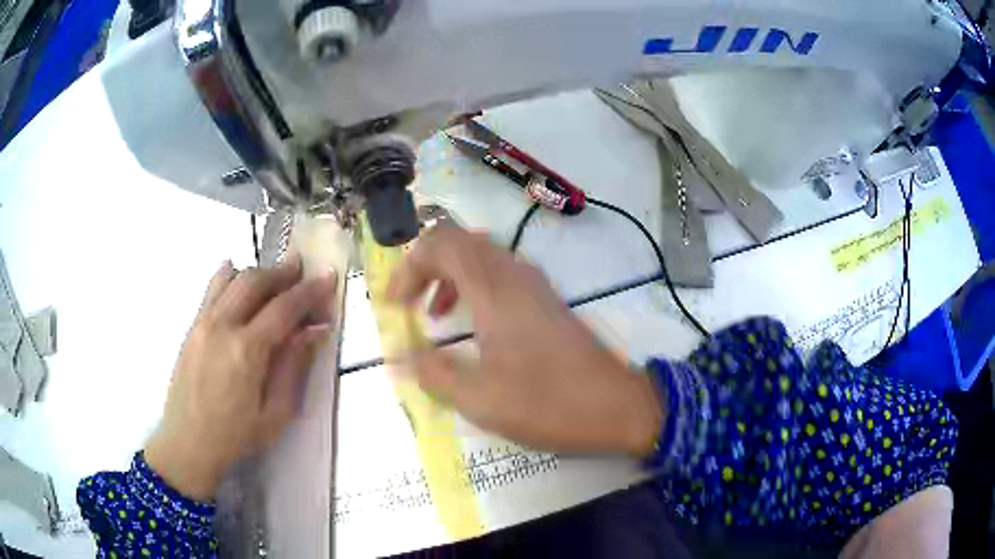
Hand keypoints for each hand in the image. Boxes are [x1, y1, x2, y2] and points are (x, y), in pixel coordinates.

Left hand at [144, 257, 335, 500]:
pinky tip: (237, 278)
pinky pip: (211, 288)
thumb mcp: (276, 413)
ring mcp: (202, 323)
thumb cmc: (235, 436)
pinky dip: (229, 276)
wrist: (188, 443)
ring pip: (231, 278)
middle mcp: (222, 326)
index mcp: (246, 351)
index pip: (283, 308)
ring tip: (273, 279)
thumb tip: (314, 331)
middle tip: (302, 270)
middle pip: (255, 282)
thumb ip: (293, 367)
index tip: (327, 277)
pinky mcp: (191, 327)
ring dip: (257, 273)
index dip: (309, 291)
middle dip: (282, 272)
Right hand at [387, 226, 661, 456]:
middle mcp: (515, 275)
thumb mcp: (481, 399)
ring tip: (433, 315)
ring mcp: (535, 285)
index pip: (441, 244)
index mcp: (495, 290)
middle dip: (425, 266)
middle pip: (459, 242)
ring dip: (449, 276)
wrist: (619, 407)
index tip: (393, 304)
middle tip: (407, 303)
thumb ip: (433, 373)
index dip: (408, 266)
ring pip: (481, 257)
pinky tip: (471, 326)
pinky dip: (473, 288)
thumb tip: (399, 354)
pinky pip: (500, 275)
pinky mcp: (546, 301)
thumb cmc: (550, 403)